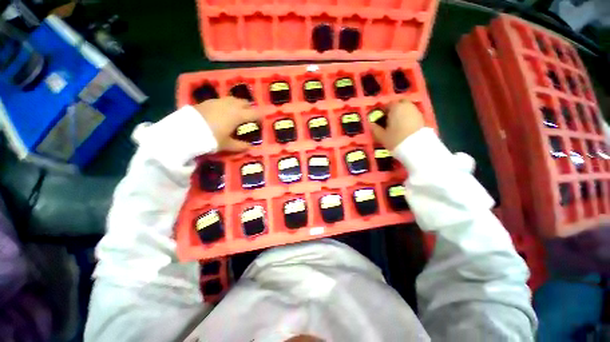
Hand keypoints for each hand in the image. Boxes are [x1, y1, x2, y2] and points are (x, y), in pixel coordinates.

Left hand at [194, 97, 260, 151]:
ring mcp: (218, 101)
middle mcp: (230, 106)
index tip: (263, 120)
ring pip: (233, 99)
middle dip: (250, 108)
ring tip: (238, 111)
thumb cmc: (211, 138)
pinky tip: (223, 111)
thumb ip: (240, 146)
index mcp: (238, 115)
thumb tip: (250, 148)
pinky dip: (227, 104)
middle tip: (251, 115)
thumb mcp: (227, 145)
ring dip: (238, 104)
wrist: (185, 131)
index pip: (254, 114)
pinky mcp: (208, 101)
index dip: (260, 116)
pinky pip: (222, 100)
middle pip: (244, 103)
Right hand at [370, 100, 424, 149]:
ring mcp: (416, 111)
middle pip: (399, 104)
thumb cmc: (396, 139)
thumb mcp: (381, 136)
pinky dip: (408, 119)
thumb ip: (374, 128)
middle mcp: (407, 106)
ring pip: (406, 109)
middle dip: (394, 110)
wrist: (417, 148)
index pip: (387, 104)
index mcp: (395, 107)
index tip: (379, 119)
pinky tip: (404, 129)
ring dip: (401, 114)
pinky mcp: (423, 119)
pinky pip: (412, 115)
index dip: (382, 111)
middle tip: (388, 120)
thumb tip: (370, 123)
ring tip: (396, 125)